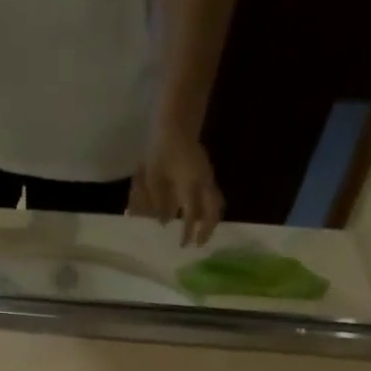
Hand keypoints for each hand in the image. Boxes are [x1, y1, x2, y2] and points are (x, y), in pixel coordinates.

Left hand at [131, 129, 222, 246]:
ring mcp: (208, 177)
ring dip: (211, 220)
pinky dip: (209, 210)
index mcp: (191, 182)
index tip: (184, 245)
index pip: (193, 213)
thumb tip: (165, 223)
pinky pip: (214, 196)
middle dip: (208, 229)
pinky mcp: (207, 174)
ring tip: (203, 234)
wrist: (176, 125)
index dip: (189, 231)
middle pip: (214, 210)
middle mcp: (204, 181)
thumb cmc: (161, 151)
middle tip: (199, 244)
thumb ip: (158, 201)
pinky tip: (200, 218)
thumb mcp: (154, 177)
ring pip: (217, 203)